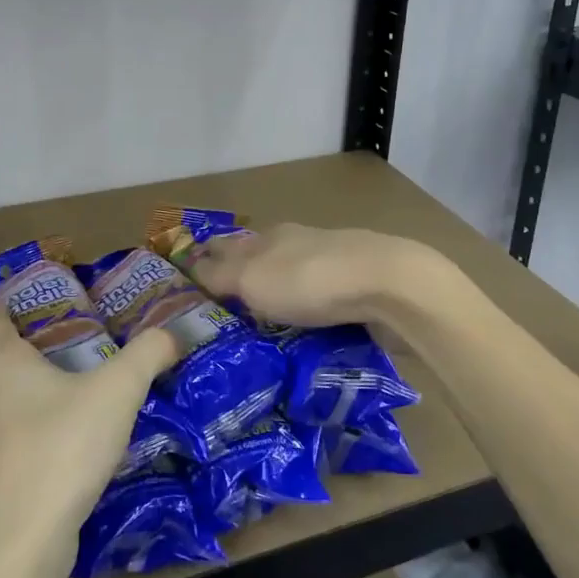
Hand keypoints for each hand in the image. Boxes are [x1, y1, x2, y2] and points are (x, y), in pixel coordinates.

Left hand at [0, 308, 179, 566]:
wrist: (22, 540)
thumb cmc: (64, 448)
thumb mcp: (119, 391)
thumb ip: (147, 354)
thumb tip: (170, 333)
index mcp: (5, 367)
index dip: (6, 310)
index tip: (21, 305)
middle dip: (11, 360)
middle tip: (51, 359)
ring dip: (10, 405)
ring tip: (51, 409)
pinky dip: (13, 449)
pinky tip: (45, 460)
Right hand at [185, 223, 439, 328]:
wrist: (388, 287)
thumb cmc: (308, 280)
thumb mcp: (251, 278)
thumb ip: (220, 274)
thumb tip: (193, 267)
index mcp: (269, 238)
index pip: (226, 245)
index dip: (207, 261)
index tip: (190, 284)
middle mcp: (299, 247)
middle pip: (262, 264)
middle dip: (243, 284)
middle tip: (222, 320)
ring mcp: (332, 268)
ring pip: (294, 285)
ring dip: (278, 304)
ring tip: (259, 338)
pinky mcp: (359, 293)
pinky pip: (322, 306)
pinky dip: (308, 318)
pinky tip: (303, 339)